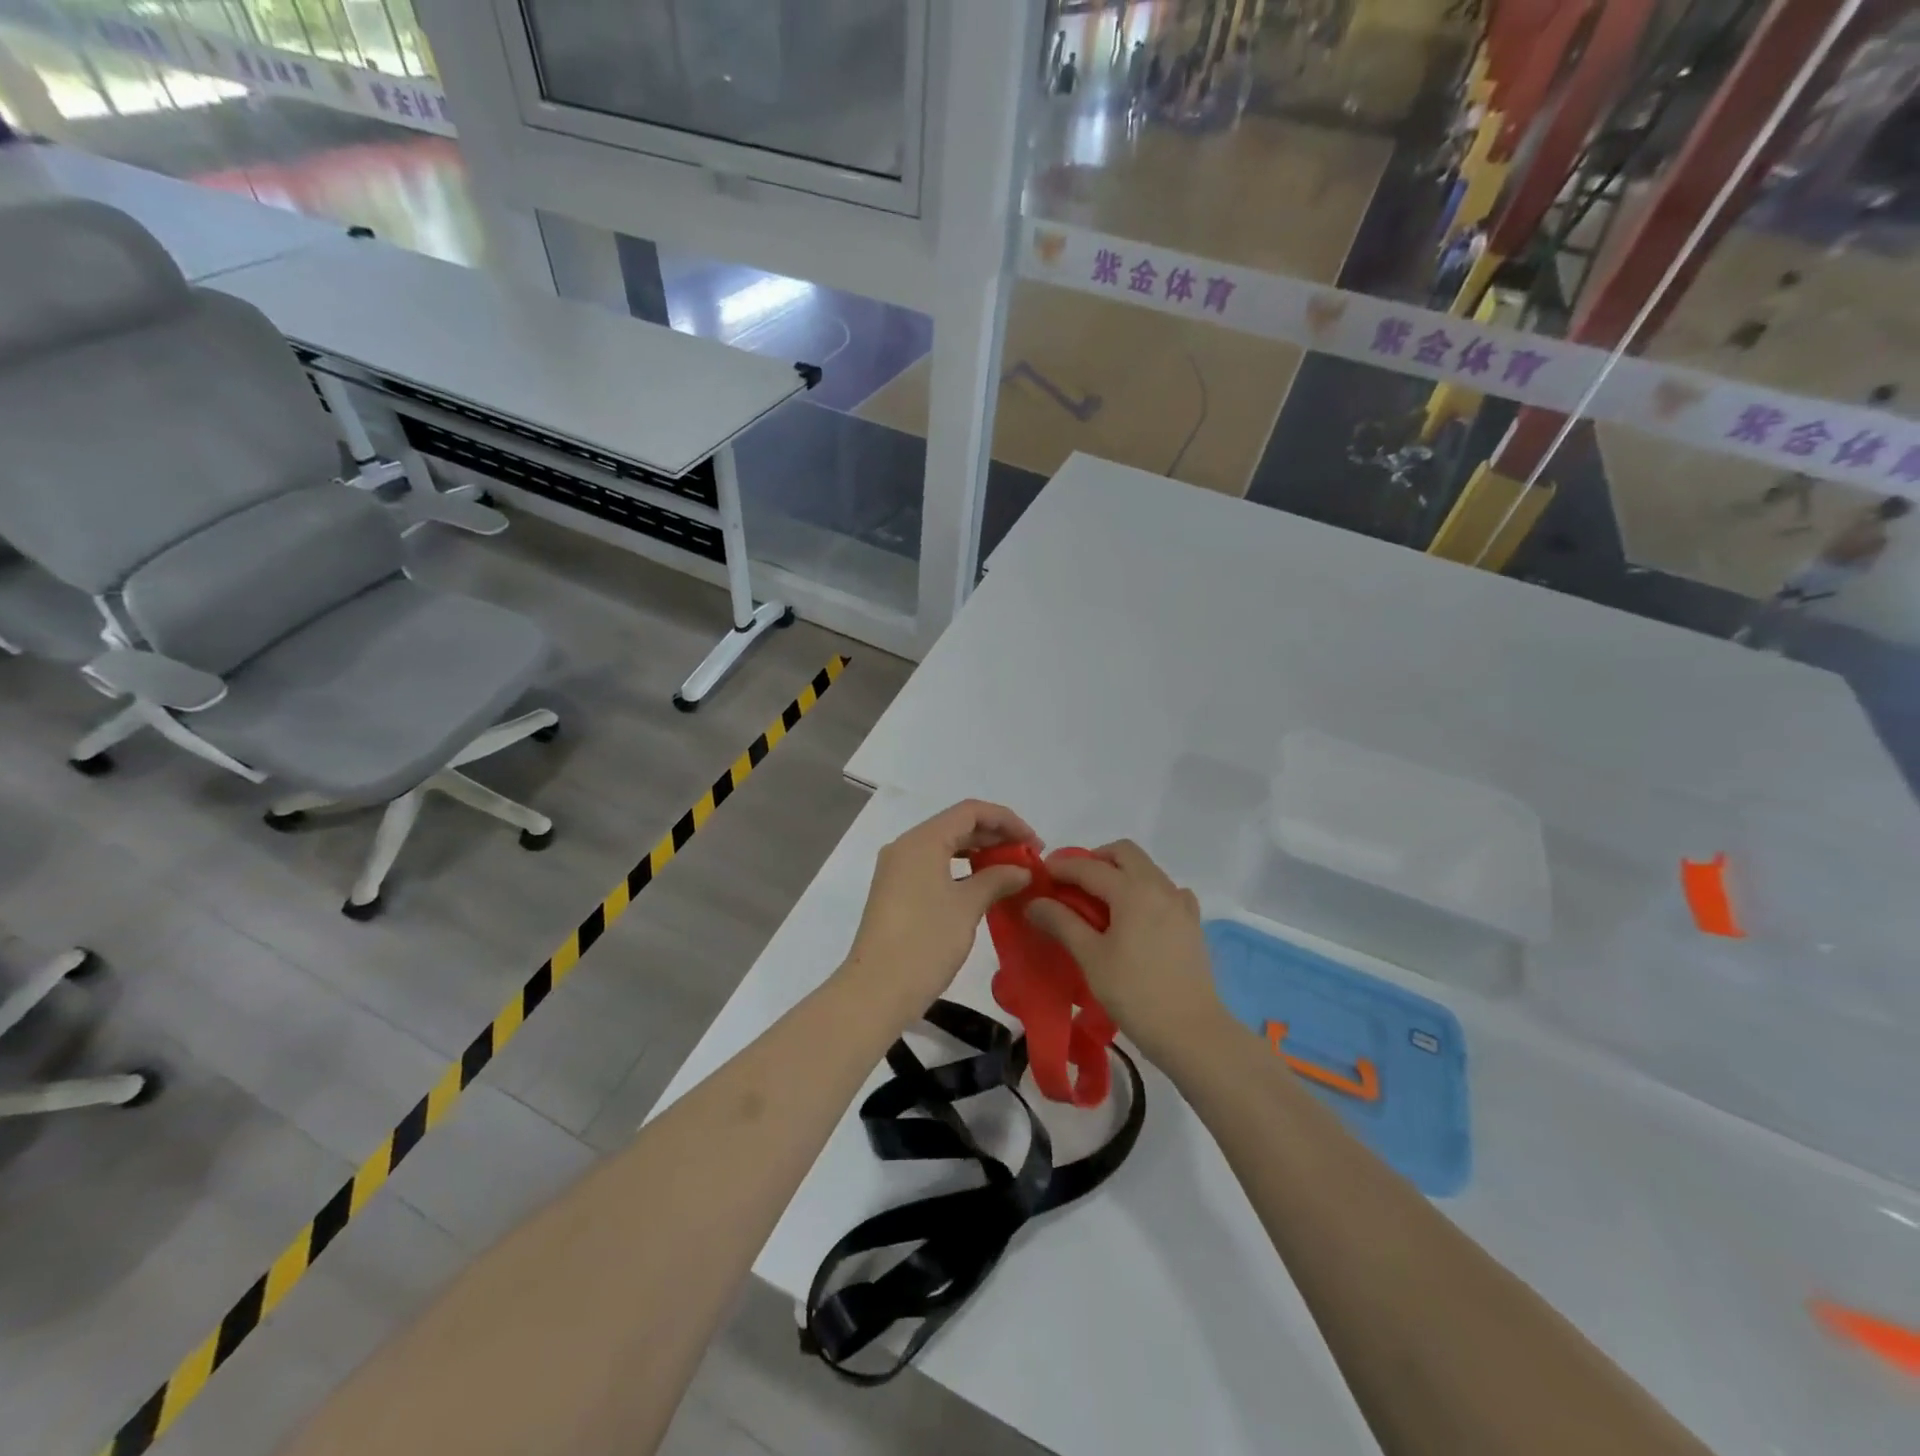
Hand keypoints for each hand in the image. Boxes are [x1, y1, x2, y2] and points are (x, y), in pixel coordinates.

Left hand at [842, 800, 1037, 1019]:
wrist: (876, 991)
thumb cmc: (924, 942)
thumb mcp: (967, 907)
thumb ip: (997, 880)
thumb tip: (1022, 870)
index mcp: (922, 841)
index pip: (970, 811)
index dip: (1006, 820)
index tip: (1034, 842)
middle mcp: (906, 847)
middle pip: (957, 826)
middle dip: (995, 836)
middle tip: (1029, 857)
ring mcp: (897, 870)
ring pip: (945, 847)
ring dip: (979, 853)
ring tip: (1011, 871)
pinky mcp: (896, 892)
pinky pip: (934, 867)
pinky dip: (961, 870)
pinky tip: (983, 887)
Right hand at [1024, 840, 1222, 1062]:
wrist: (1191, 1031)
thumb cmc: (1134, 992)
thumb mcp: (1091, 957)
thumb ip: (1062, 922)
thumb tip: (1034, 902)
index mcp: (1132, 890)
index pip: (1089, 866)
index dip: (1061, 867)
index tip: (1039, 875)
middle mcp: (1159, 886)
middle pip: (1124, 853)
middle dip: (1095, 860)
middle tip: (1072, 884)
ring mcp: (1180, 903)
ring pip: (1146, 869)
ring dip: (1120, 873)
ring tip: (1099, 902)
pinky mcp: (1192, 923)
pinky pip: (1166, 891)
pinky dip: (1146, 891)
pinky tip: (1136, 917)